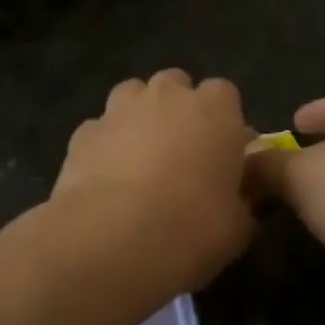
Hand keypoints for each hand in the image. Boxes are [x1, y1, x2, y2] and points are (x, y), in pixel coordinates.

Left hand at [53, 70, 256, 292]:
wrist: (113, 238)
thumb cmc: (193, 226)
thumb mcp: (240, 224)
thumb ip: (244, 199)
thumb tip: (241, 197)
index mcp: (215, 109)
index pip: (224, 94)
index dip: (223, 122)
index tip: (223, 154)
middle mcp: (166, 96)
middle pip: (175, 86)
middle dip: (178, 110)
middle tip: (181, 154)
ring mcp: (118, 110)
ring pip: (131, 96)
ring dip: (138, 118)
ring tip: (140, 160)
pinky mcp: (81, 134)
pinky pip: (99, 130)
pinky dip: (104, 146)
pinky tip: (105, 180)